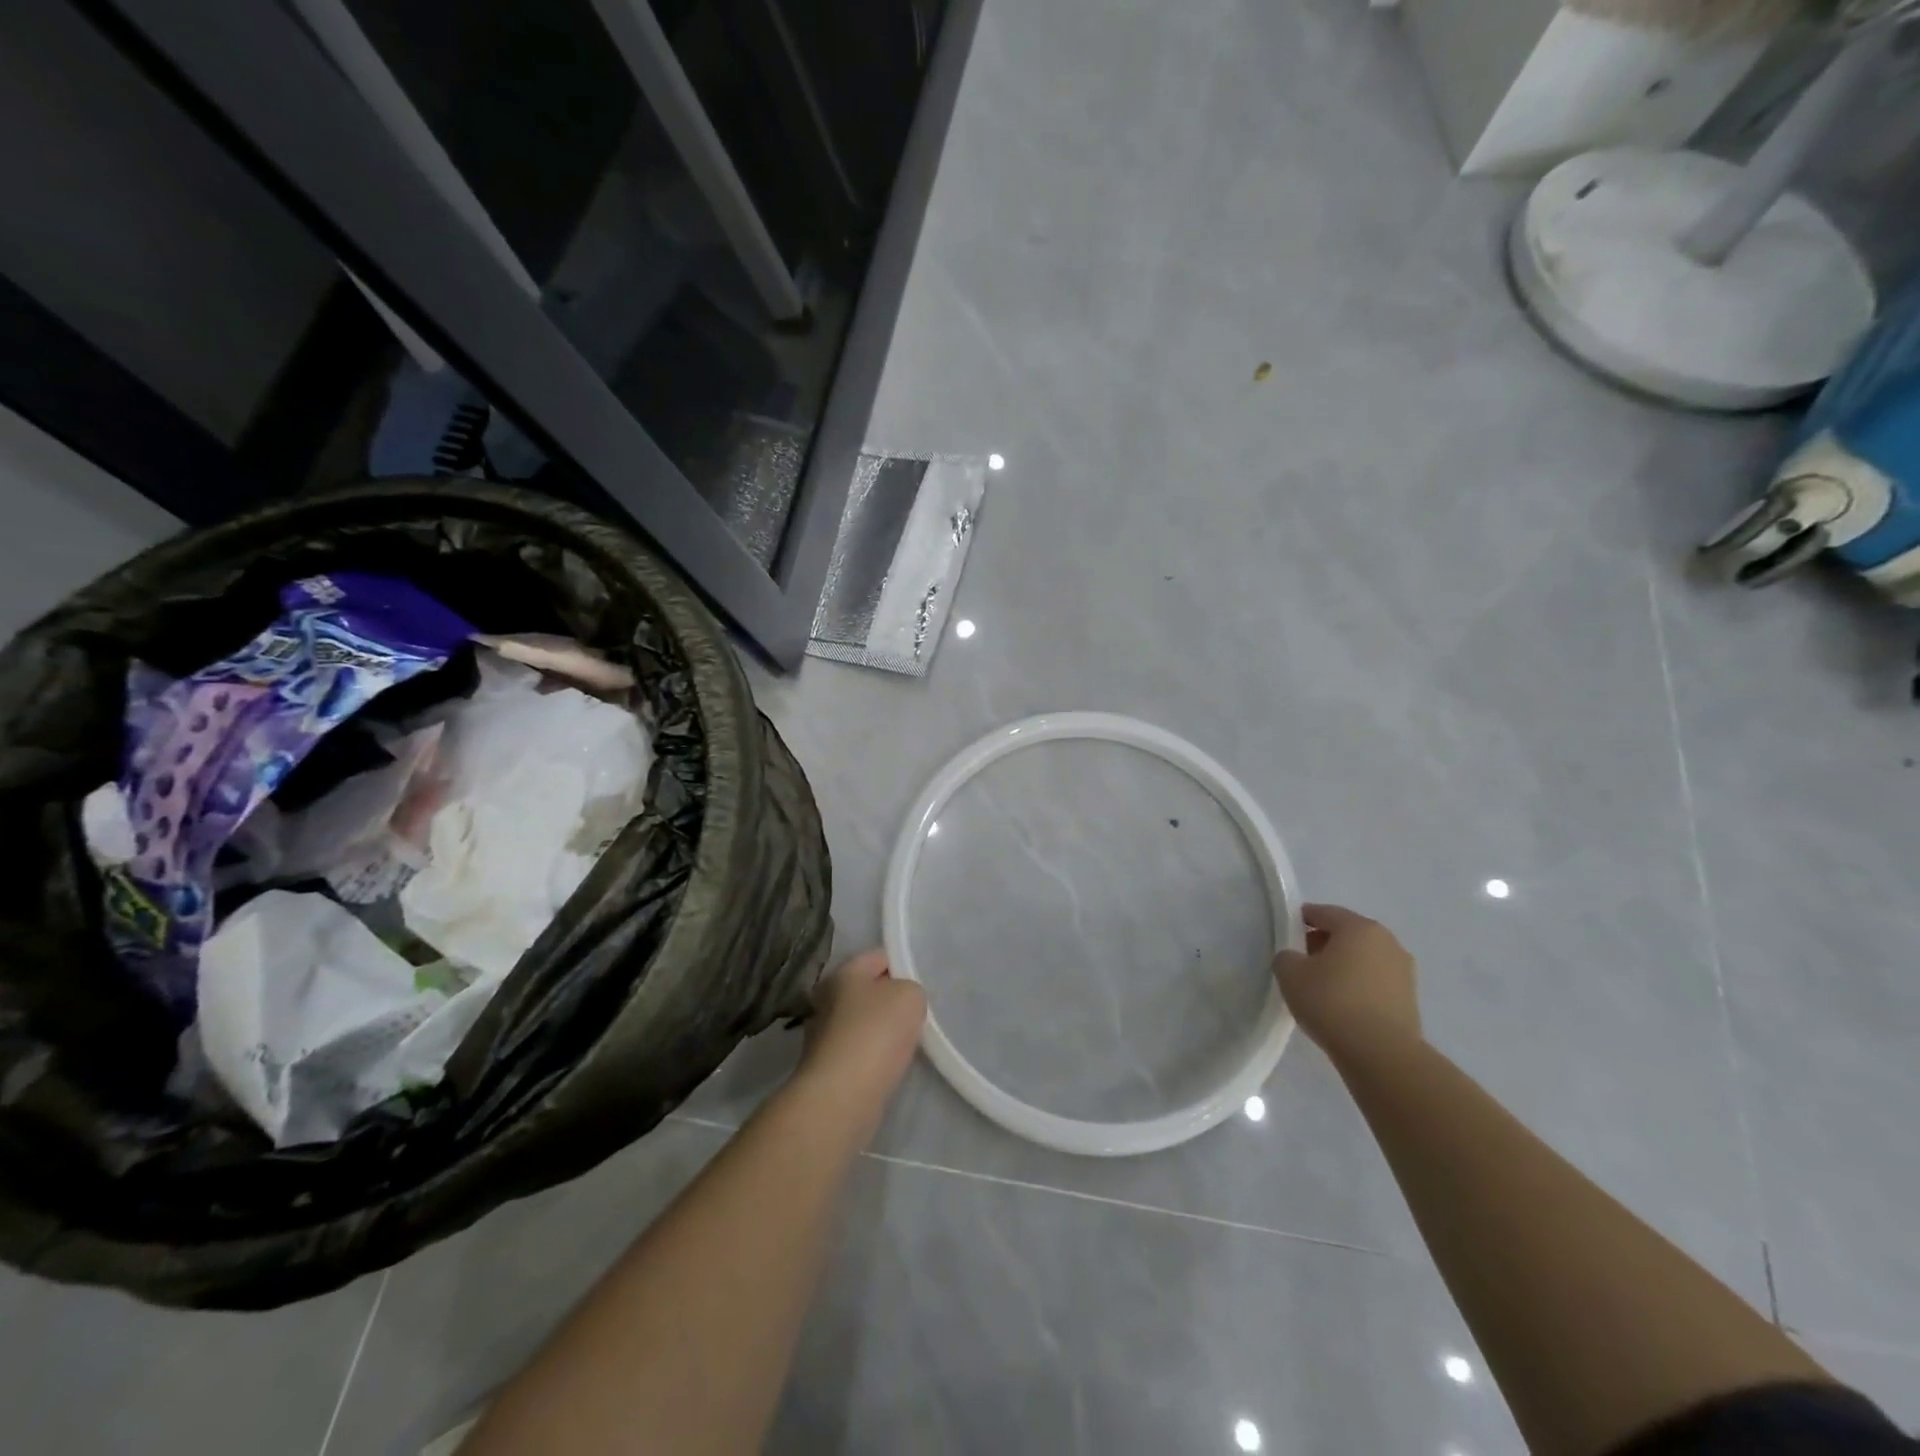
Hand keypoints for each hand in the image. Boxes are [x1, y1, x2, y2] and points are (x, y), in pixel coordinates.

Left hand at [797, 949, 926, 1101]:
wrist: (843, 1097)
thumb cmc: (875, 1034)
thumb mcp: (910, 996)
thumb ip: (910, 989)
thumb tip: (901, 999)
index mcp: (842, 973)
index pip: (878, 957)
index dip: (903, 965)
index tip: (923, 982)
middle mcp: (826, 999)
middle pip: (868, 990)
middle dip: (892, 999)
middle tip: (918, 1012)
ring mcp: (823, 1035)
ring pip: (864, 1022)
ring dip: (883, 1030)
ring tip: (909, 1041)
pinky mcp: (827, 1068)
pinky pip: (860, 1051)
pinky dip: (875, 1056)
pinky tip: (891, 1065)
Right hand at [1273, 903, 1420, 1057]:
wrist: (1381, 1054)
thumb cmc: (1332, 1002)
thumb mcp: (1290, 974)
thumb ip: (1286, 957)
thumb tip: (1295, 959)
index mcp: (1359, 927)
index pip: (1325, 912)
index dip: (1302, 919)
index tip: (1287, 932)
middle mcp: (1387, 942)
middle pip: (1347, 934)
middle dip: (1323, 943)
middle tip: (1301, 961)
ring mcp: (1403, 972)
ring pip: (1364, 959)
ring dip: (1343, 966)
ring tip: (1321, 987)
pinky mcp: (1410, 1000)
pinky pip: (1375, 982)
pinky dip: (1358, 986)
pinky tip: (1342, 1005)